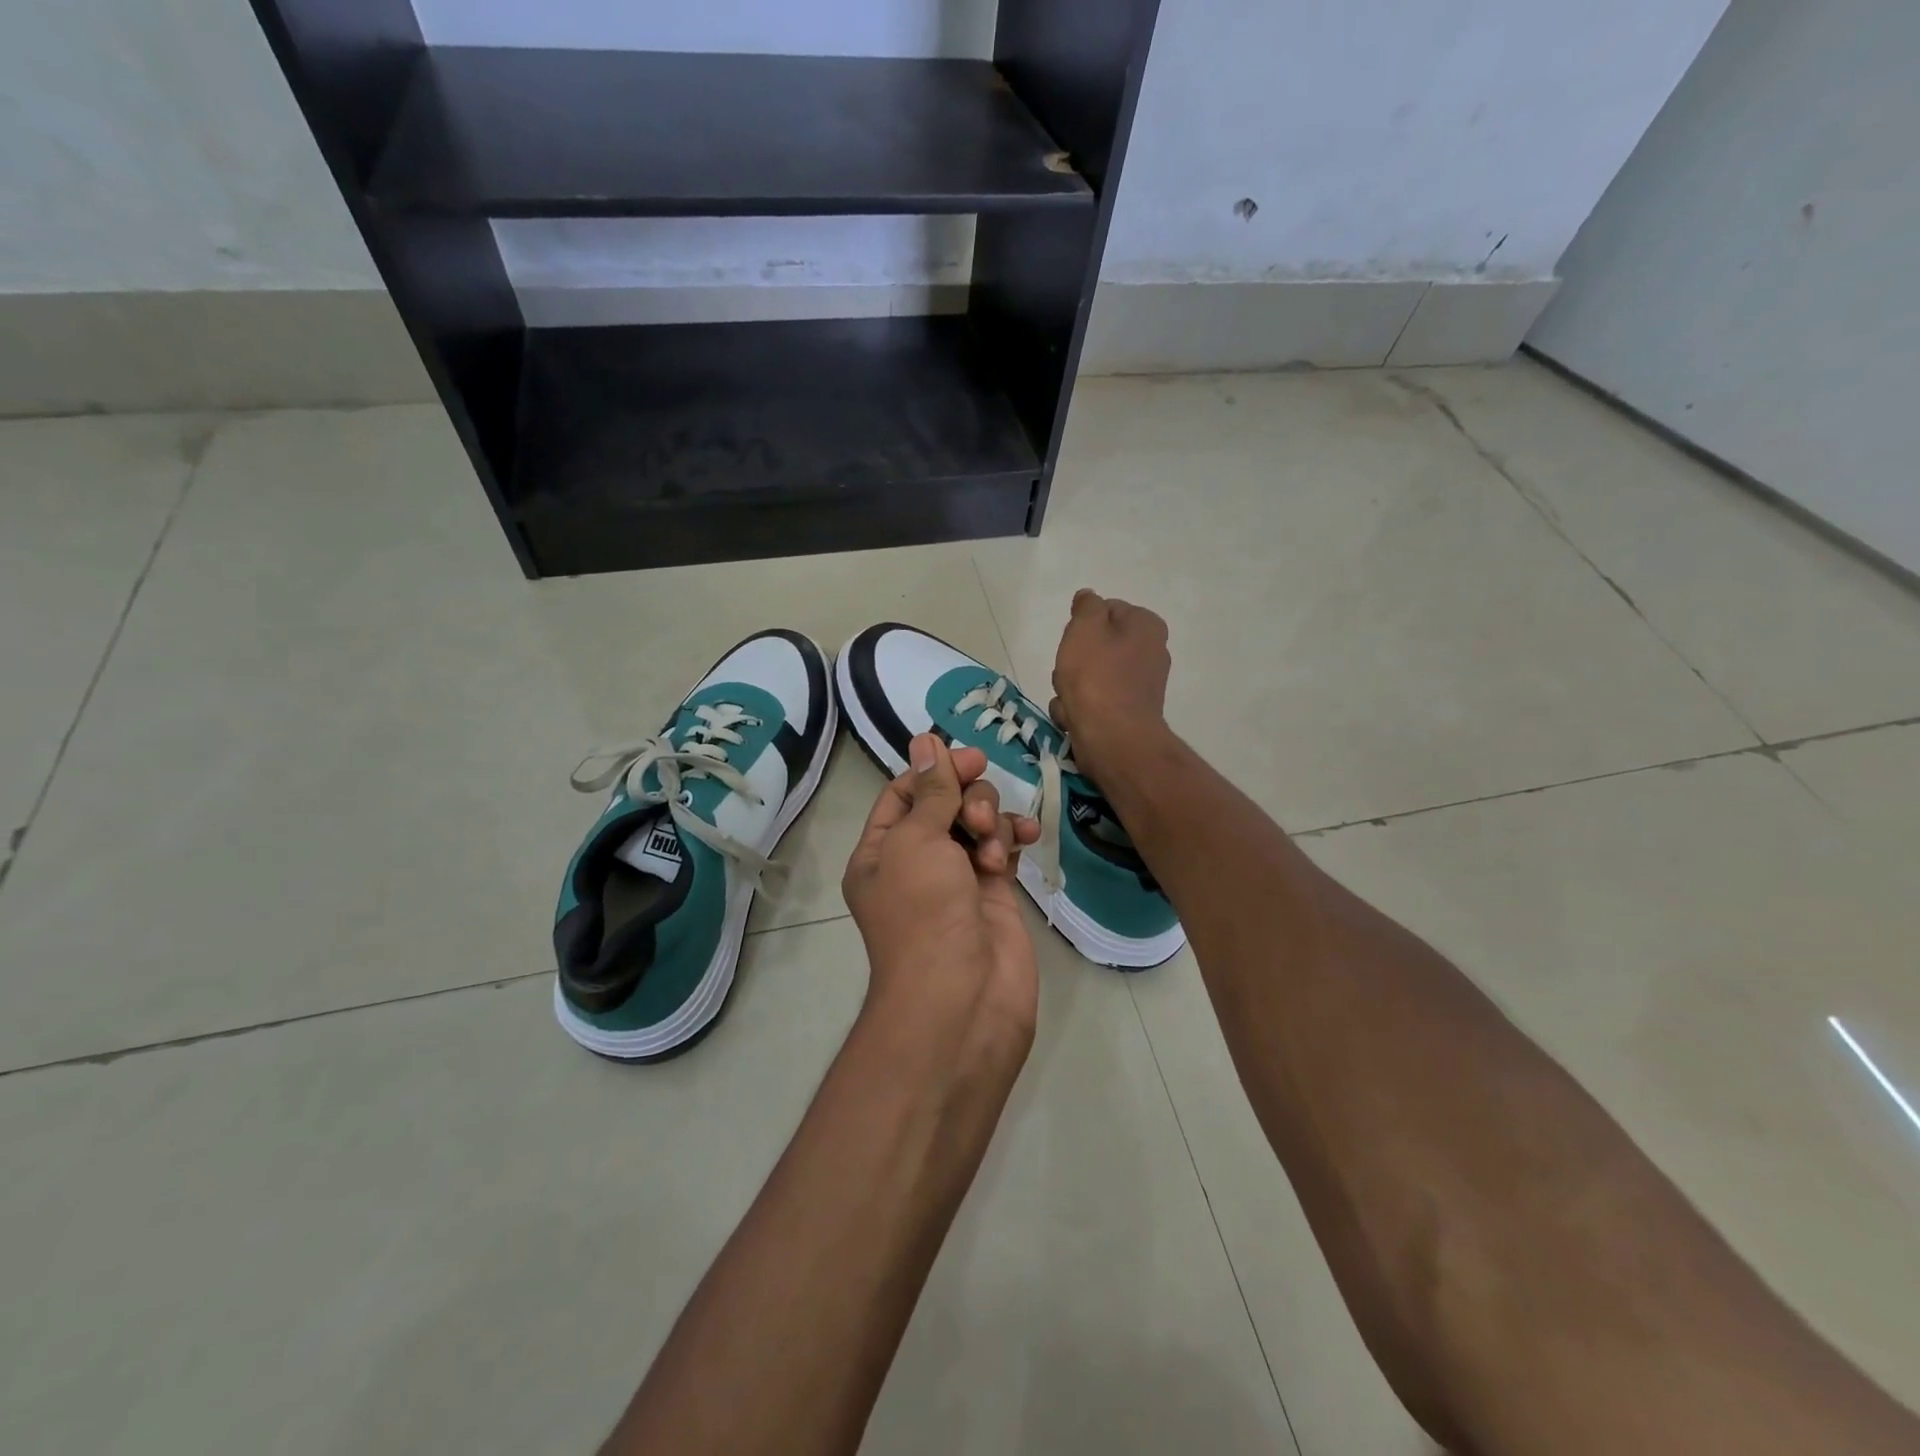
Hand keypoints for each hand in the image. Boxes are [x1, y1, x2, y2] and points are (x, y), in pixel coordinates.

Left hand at [842, 735, 1041, 1064]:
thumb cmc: (924, 912)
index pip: (904, 794)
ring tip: (994, 847)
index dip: (935, 771)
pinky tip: (1027, 838)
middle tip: (979, 815)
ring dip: (991, 822)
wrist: (962, 999)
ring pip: (977, 824)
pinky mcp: (993, 894)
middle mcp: (916, 863)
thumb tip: (926, 740)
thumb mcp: (917, 841)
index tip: (971, 759)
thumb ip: (931, 791)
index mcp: (880, 852)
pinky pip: (1003, 849)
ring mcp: (956, 879)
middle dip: (967, 800)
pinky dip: (1014, 839)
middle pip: (945, 804)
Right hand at [1049, 588, 1171, 783]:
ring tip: (1070, 700)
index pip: (1106, 610)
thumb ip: (1086, 606)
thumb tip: (1089, 598)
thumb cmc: (1097, 678)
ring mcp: (1139, 686)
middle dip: (1074, 660)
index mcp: (1146, 626)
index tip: (1072, 642)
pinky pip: (1094, 702)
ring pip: (1090, 676)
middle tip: (1068, 672)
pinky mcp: (1127, 713)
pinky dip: (1080, 709)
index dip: (1081, 625)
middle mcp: (1150, 652)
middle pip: (1096, 646)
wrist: (1113, 740)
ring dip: (1071, 687)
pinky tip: (1075, 718)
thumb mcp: (1085, 628)